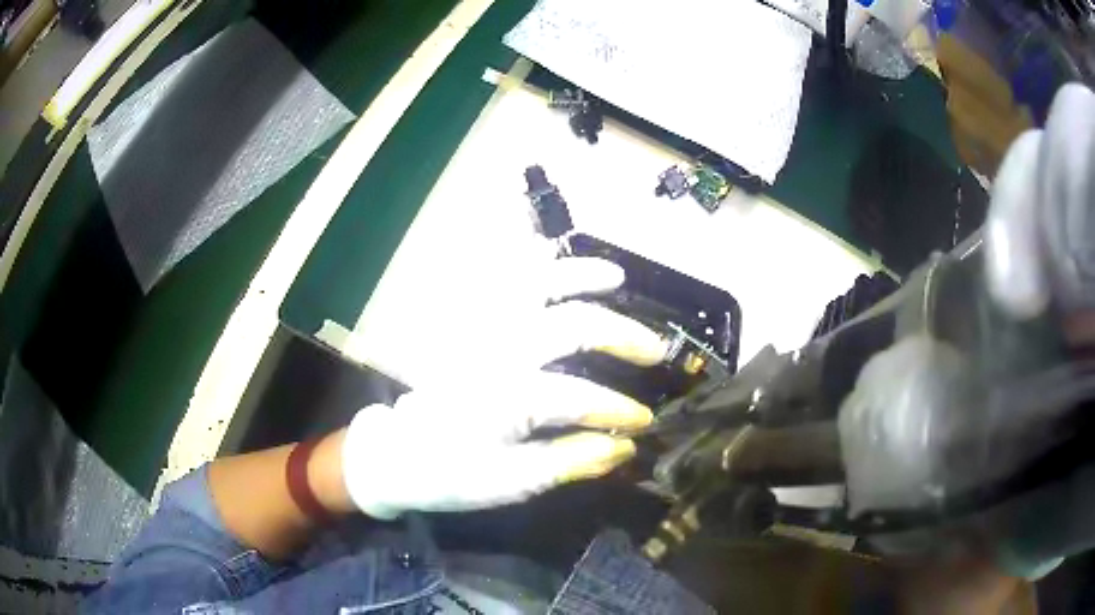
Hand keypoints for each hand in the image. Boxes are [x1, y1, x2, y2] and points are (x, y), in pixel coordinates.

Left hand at [340, 257, 668, 519]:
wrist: (397, 454)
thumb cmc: (452, 473)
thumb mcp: (511, 483)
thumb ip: (569, 460)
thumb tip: (624, 446)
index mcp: (506, 400)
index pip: (580, 397)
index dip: (620, 410)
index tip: (643, 422)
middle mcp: (495, 353)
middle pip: (571, 325)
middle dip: (622, 337)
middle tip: (654, 351)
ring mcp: (477, 330)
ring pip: (535, 283)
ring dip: (579, 276)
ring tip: (616, 278)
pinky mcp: (463, 323)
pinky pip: (497, 278)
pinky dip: (528, 262)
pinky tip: (551, 260)